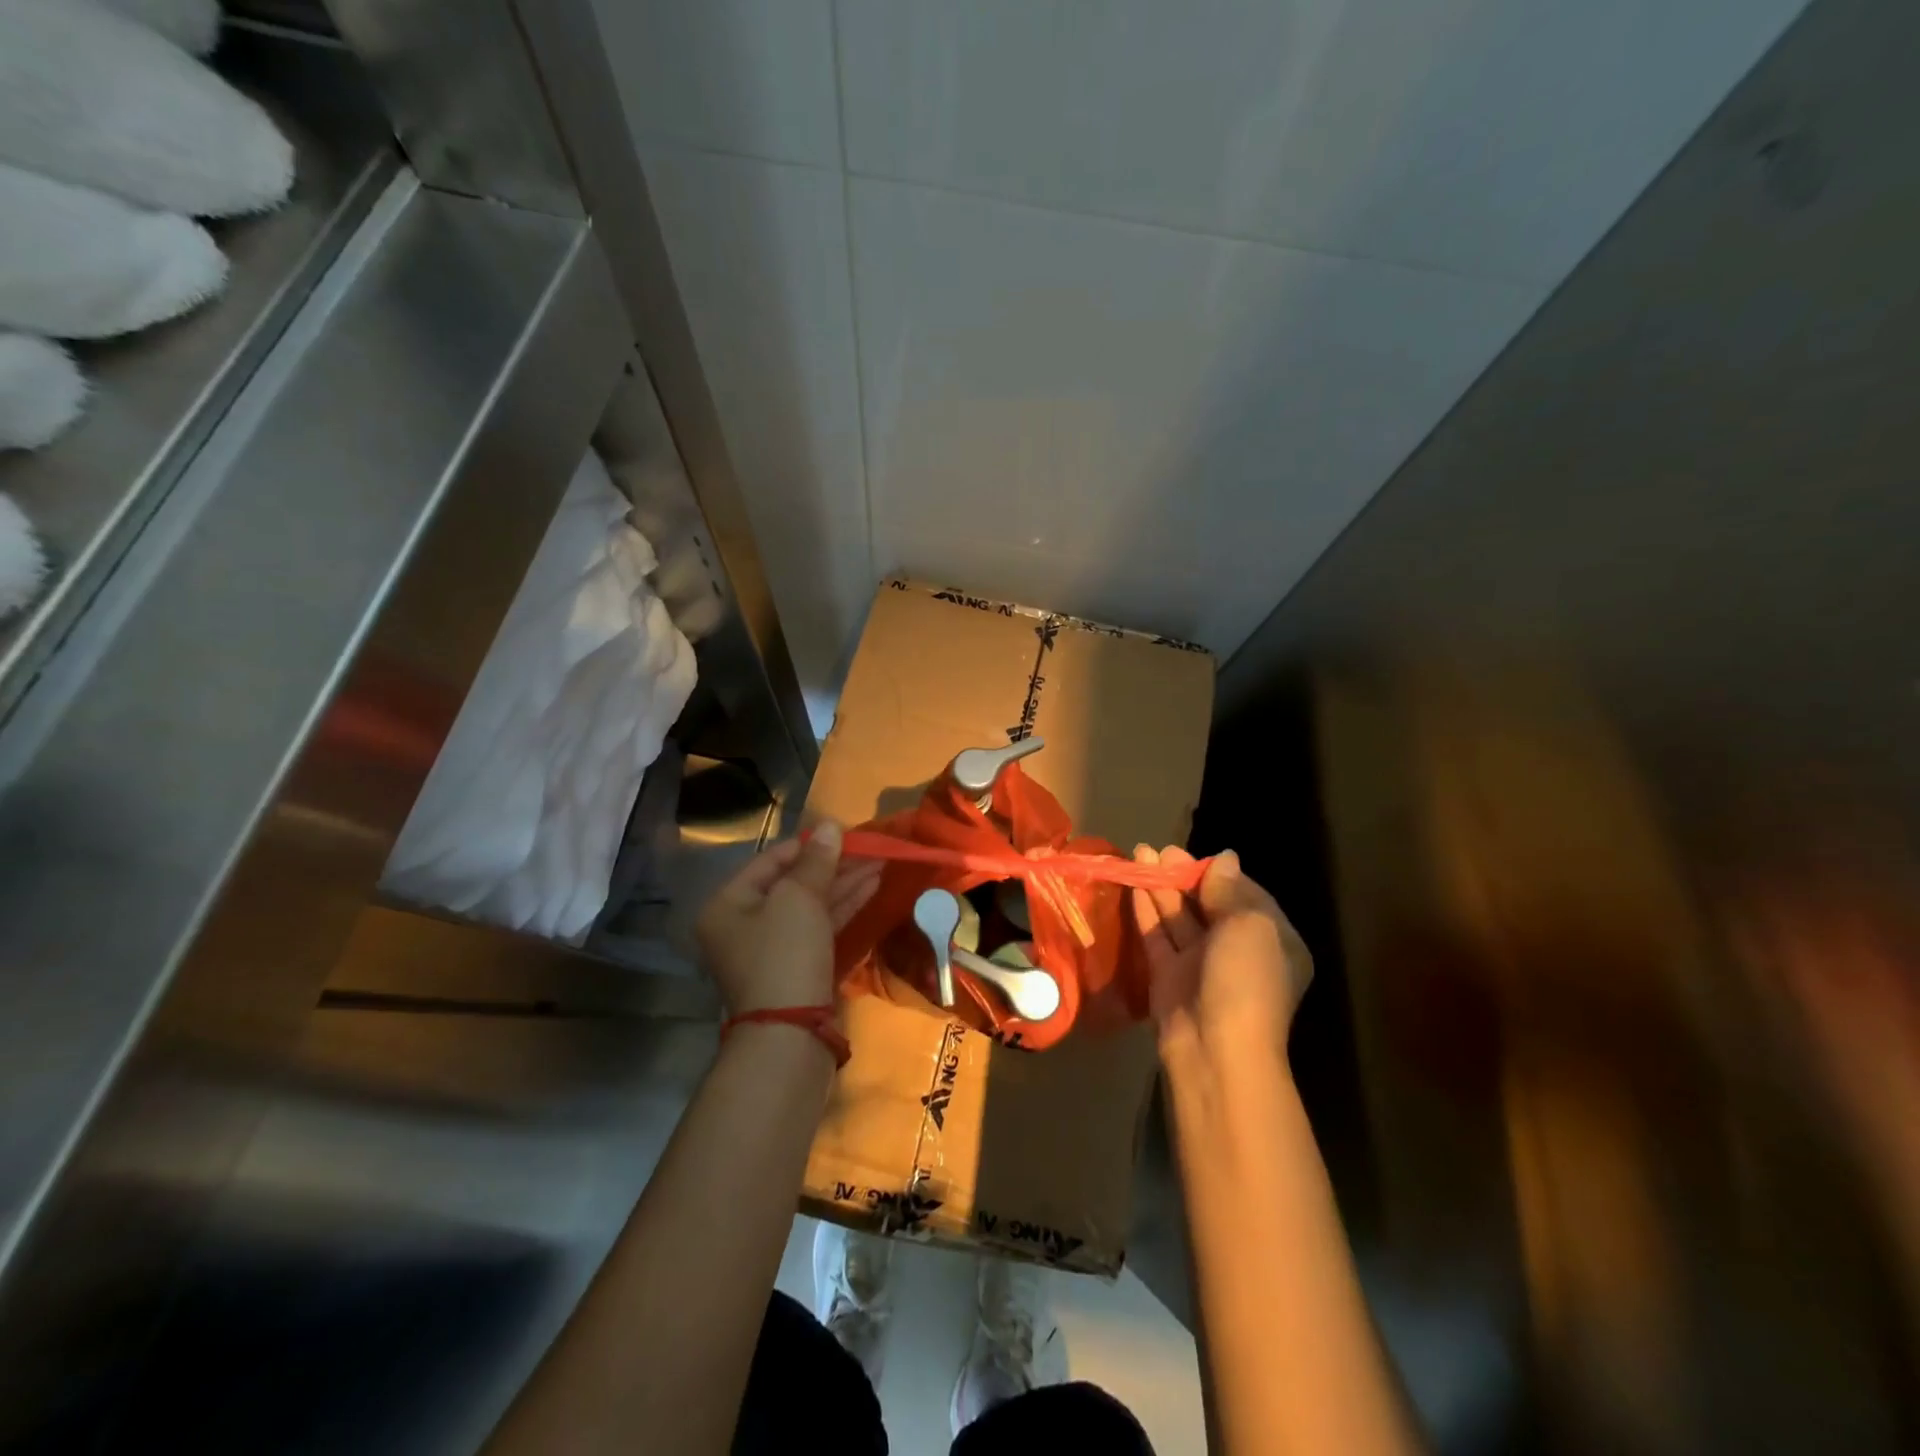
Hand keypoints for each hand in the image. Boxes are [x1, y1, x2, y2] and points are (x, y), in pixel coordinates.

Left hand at [696, 821, 882, 1014]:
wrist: (791, 1036)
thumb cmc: (785, 955)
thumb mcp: (799, 898)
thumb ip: (817, 860)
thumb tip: (831, 824)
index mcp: (730, 904)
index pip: (772, 860)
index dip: (810, 843)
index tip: (846, 832)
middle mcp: (746, 925)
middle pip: (794, 883)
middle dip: (835, 864)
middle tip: (871, 847)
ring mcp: (774, 949)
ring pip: (813, 906)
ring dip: (846, 883)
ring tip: (881, 861)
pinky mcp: (800, 968)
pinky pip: (822, 928)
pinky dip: (845, 907)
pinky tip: (872, 888)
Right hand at [1131, 846, 1312, 1067]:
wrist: (1215, 1049)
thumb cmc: (1245, 980)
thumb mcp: (1249, 926)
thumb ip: (1229, 890)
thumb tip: (1224, 859)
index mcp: (1272, 941)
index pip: (1246, 896)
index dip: (1219, 873)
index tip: (1195, 855)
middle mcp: (1238, 951)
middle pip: (1208, 904)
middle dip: (1184, 875)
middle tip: (1159, 850)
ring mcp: (1201, 965)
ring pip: (1179, 917)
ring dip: (1161, 886)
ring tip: (1140, 854)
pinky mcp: (1169, 977)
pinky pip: (1157, 936)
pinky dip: (1146, 910)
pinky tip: (1133, 886)